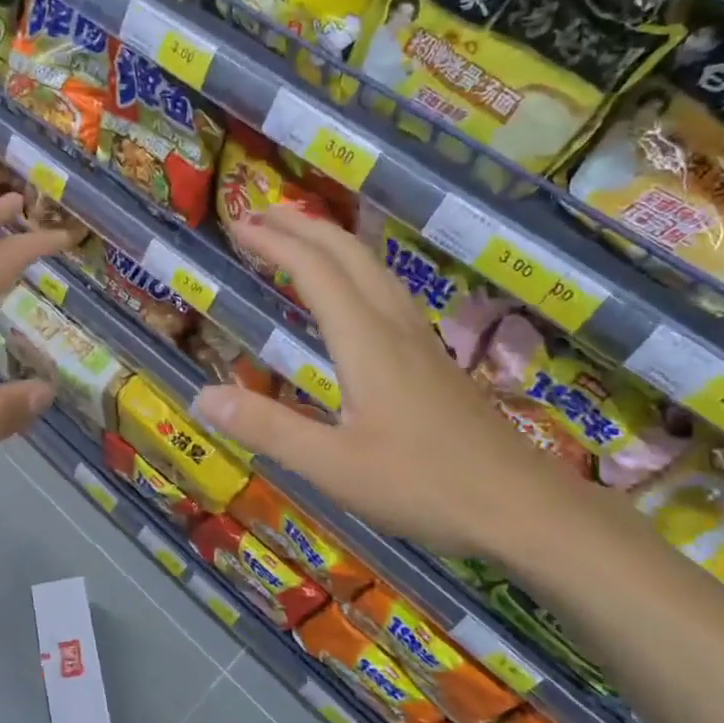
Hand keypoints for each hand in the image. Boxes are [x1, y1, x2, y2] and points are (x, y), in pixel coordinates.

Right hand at [190, 207, 591, 560]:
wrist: (521, 507)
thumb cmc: (423, 485)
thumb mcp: (332, 465)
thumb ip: (266, 428)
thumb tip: (201, 396)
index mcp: (365, 341)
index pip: (315, 271)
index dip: (275, 242)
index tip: (239, 224)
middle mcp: (394, 326)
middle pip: (349, 254)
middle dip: (303, 227)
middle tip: (261, 215)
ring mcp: (421, 341)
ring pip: (375, 269)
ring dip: (332, 243)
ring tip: (301, 238)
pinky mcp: (436, 362)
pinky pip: (389, 293)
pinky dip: (356, 271)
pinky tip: (356, 295)